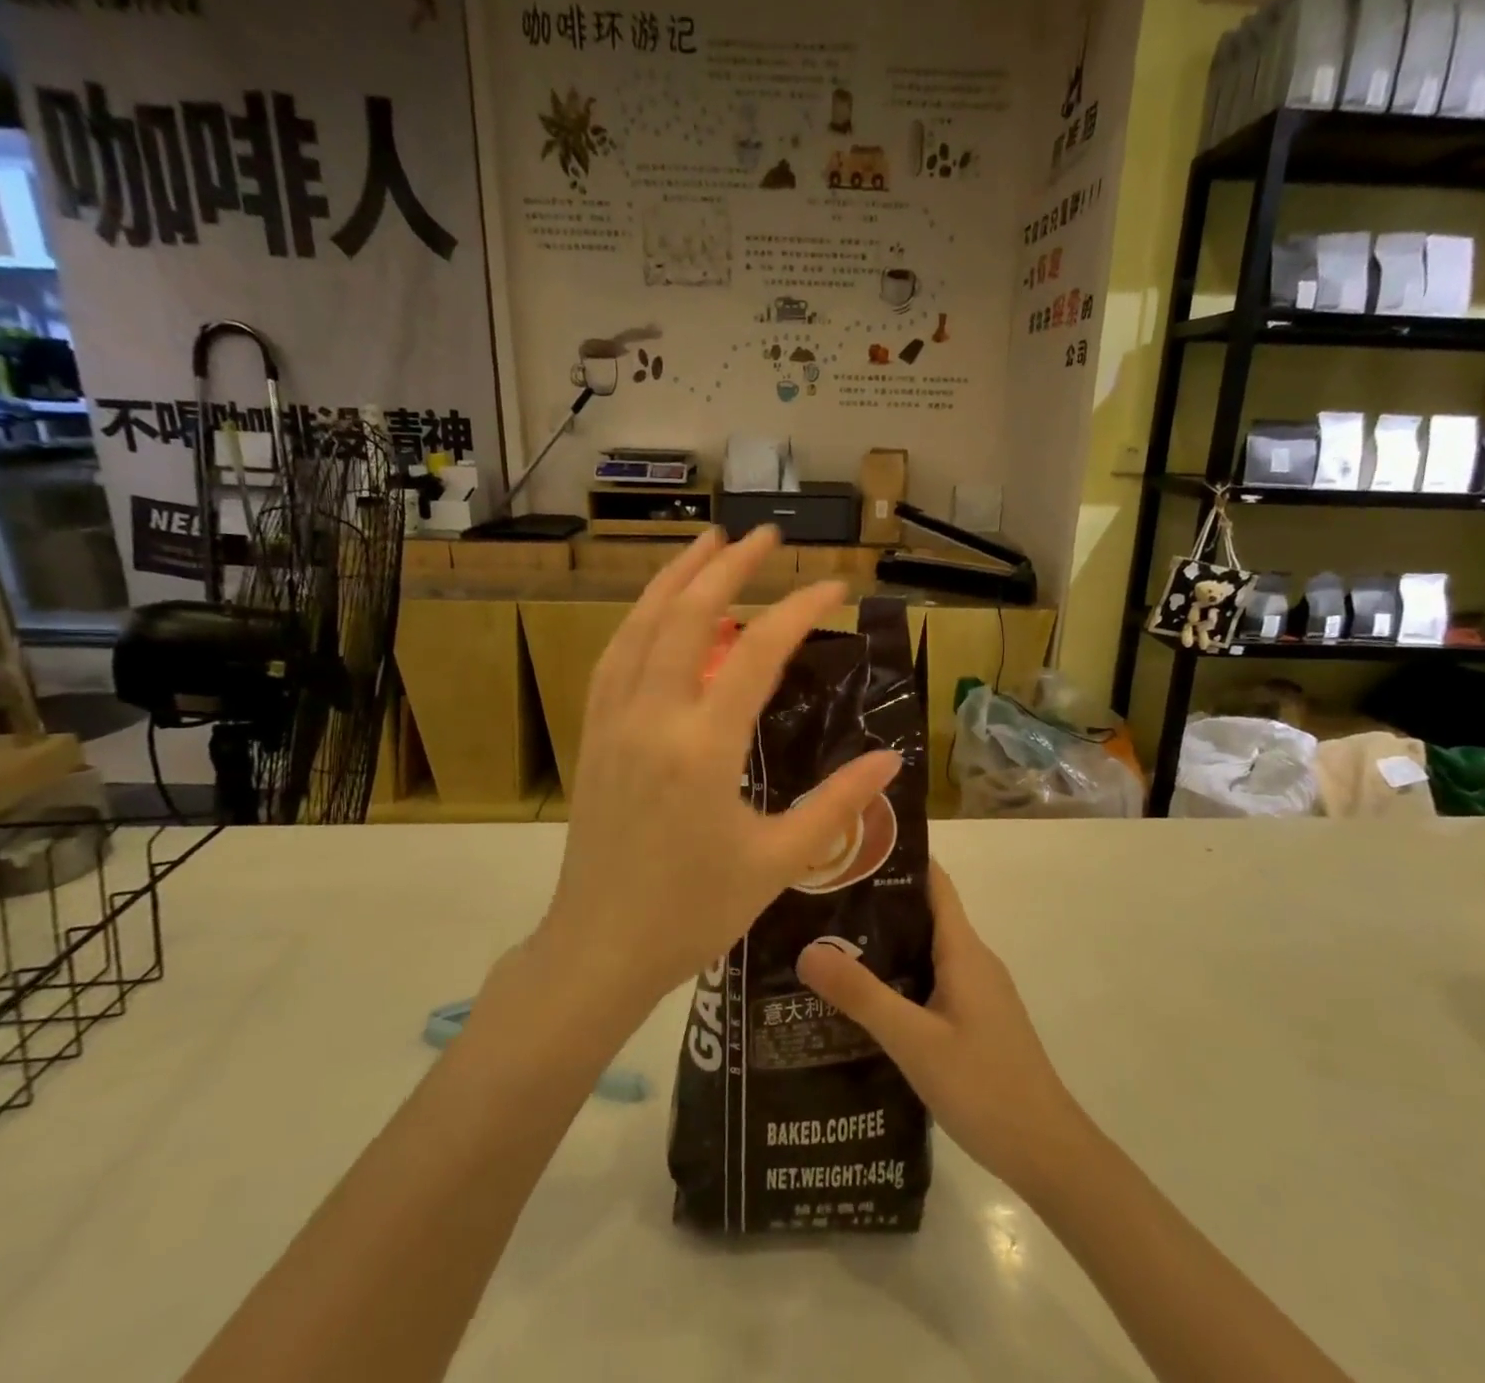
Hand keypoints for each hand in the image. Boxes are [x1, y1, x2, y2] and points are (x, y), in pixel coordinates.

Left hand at [540, 528, 902, 1011]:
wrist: (600, 949)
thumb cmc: (693, 913)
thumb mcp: (777, 862)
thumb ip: (837, 804)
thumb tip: (890, 759)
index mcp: (702, 748)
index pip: (757, 652)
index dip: (800, 609)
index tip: (835, 587)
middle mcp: (652, 718)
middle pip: (688, 616)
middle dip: (728, 567)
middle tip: (765, 536)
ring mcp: (613, 722)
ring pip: (640, 626)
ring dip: (674, 578)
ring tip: (706, 544)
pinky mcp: (594, 735)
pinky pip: (614, 658)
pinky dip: (639, 620)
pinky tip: (658, 612)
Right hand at [796, 860, 1085, 1196]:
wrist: (1048, 1153)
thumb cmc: (985, 1086)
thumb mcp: (915, 1041)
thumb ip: (863, 996)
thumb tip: (807, 949)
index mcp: (964, 950)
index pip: (934, 882)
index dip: (897, 859)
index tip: (850, 849)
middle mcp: (973, 960)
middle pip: (924, 913)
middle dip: (876, 903)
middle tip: (821, 900)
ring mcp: (977, 992)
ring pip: (926, 950)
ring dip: (885, 943)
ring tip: (828, 943)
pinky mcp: (975, 1020)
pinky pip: (932, 980)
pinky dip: (899, 976)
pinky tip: (865, 998)